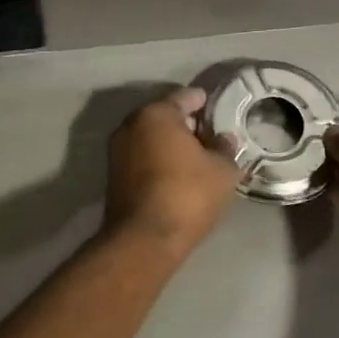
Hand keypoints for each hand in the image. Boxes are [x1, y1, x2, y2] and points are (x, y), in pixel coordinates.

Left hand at [103, 87, 244, 259]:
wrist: (143, 240)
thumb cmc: (187, 194)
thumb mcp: (222, 171)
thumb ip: (225, 149)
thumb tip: (224, 139)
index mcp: (156, 114)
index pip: (184, 97)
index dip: (203, 102)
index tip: (216, 108)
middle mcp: (131, 124)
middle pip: (164, 116)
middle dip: (186, 124)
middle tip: (210, 135)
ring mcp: (117, 150)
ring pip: (151, 137)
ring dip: (170, 144)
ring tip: (196, 157)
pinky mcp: (113, 175)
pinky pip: (142, 157)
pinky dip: (158, 159)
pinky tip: (177, 174)